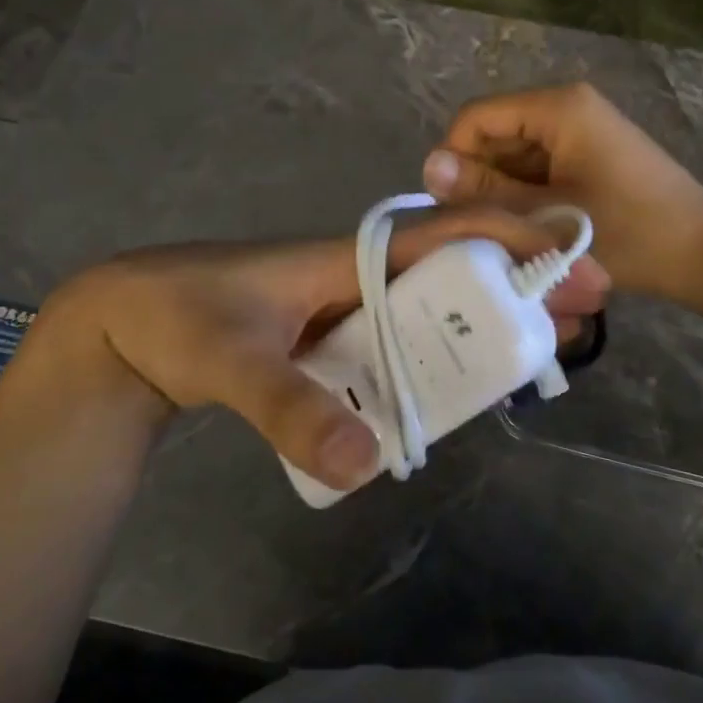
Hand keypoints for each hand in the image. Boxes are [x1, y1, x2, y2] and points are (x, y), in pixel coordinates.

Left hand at [44, 208, 609, 492]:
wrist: (124, 325)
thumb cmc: (178, 318)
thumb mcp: (229, 359)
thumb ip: (288, 408)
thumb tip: (365, 465)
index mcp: (348, 258)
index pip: (445, 237)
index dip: (511, 241)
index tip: (572, 257)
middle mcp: (359, 279)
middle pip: (453, 278)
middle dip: (516, 291)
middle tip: (578, 320)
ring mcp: (347, 313)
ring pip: (432, 314)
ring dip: (485, 327)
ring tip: (541, 353)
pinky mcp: (333, 344)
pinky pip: (399, 348)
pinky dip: (437, 361)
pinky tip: (466, 388)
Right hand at [423, 82, 702, 303]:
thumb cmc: (628, 233)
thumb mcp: (547, 215)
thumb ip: (486, 191)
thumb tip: (429, 166)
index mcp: (558, 107)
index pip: (477, 117)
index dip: (455, 158)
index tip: (453, 208)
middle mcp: (568, 106)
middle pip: (496, 134)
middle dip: (481, 179)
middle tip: (484, 229)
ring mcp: (582, 130)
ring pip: (516, 155)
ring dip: (504, 192)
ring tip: (511, 233)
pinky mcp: (591, 153)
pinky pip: (540, 166)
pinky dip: (528, 195)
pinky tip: (535, 228)